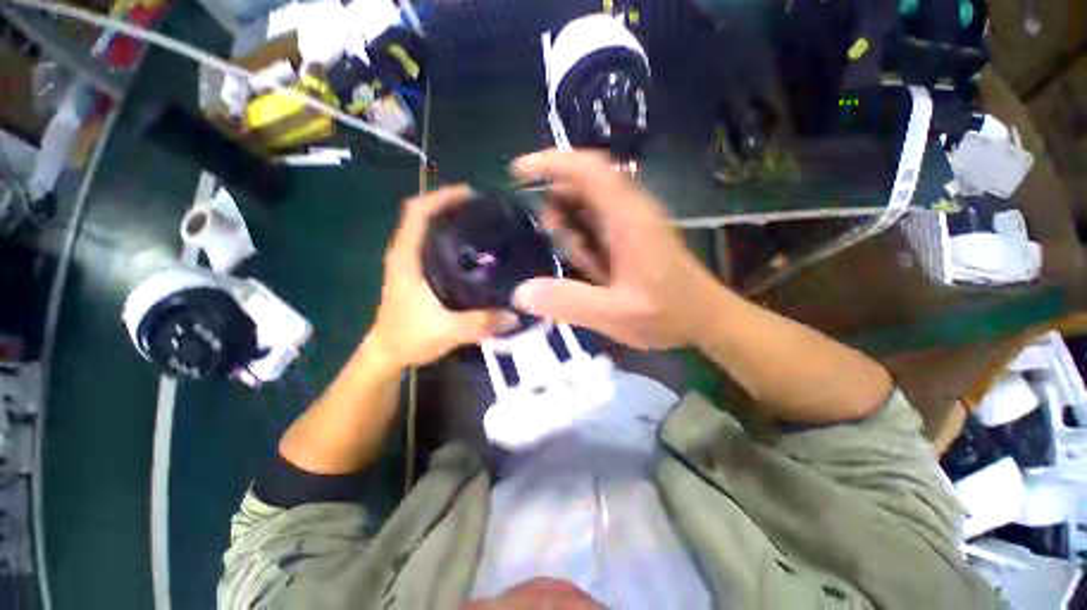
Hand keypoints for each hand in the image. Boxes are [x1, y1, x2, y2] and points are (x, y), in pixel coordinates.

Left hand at [367, 186, 516, 368]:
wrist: (387, 354)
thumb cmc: (409, 338)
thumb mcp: (447, 331)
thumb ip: (480, 323)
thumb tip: (515, 315)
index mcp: (406, 259)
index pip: (417, 213)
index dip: (441, 197)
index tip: (471, 195)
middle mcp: (404, 254)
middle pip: (422, 214)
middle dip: (449, 204)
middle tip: (483, 209)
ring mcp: (407, 263)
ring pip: (425, 228)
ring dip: (448, 219)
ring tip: (480, 222)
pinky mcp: (414, 273)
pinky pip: (429, 244)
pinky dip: (447, 236)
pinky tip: (471, 249)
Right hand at [511, 150, 719, 349]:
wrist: (706, 319)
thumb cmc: (667, 314)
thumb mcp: (614, 314)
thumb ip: (569, 302)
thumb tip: (521, 293)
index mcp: (628, 217)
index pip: (587, 169)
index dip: (551, 162)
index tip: (518, 171)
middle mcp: (631, 209)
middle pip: (584, 184)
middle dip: (558, 205)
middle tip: (551, 240)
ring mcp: (633, 220)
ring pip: (589, 203)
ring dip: (571, 224)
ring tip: (576, 260)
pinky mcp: (633, 234)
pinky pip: (598, 220)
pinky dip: (582, 234)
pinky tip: (587, 263)